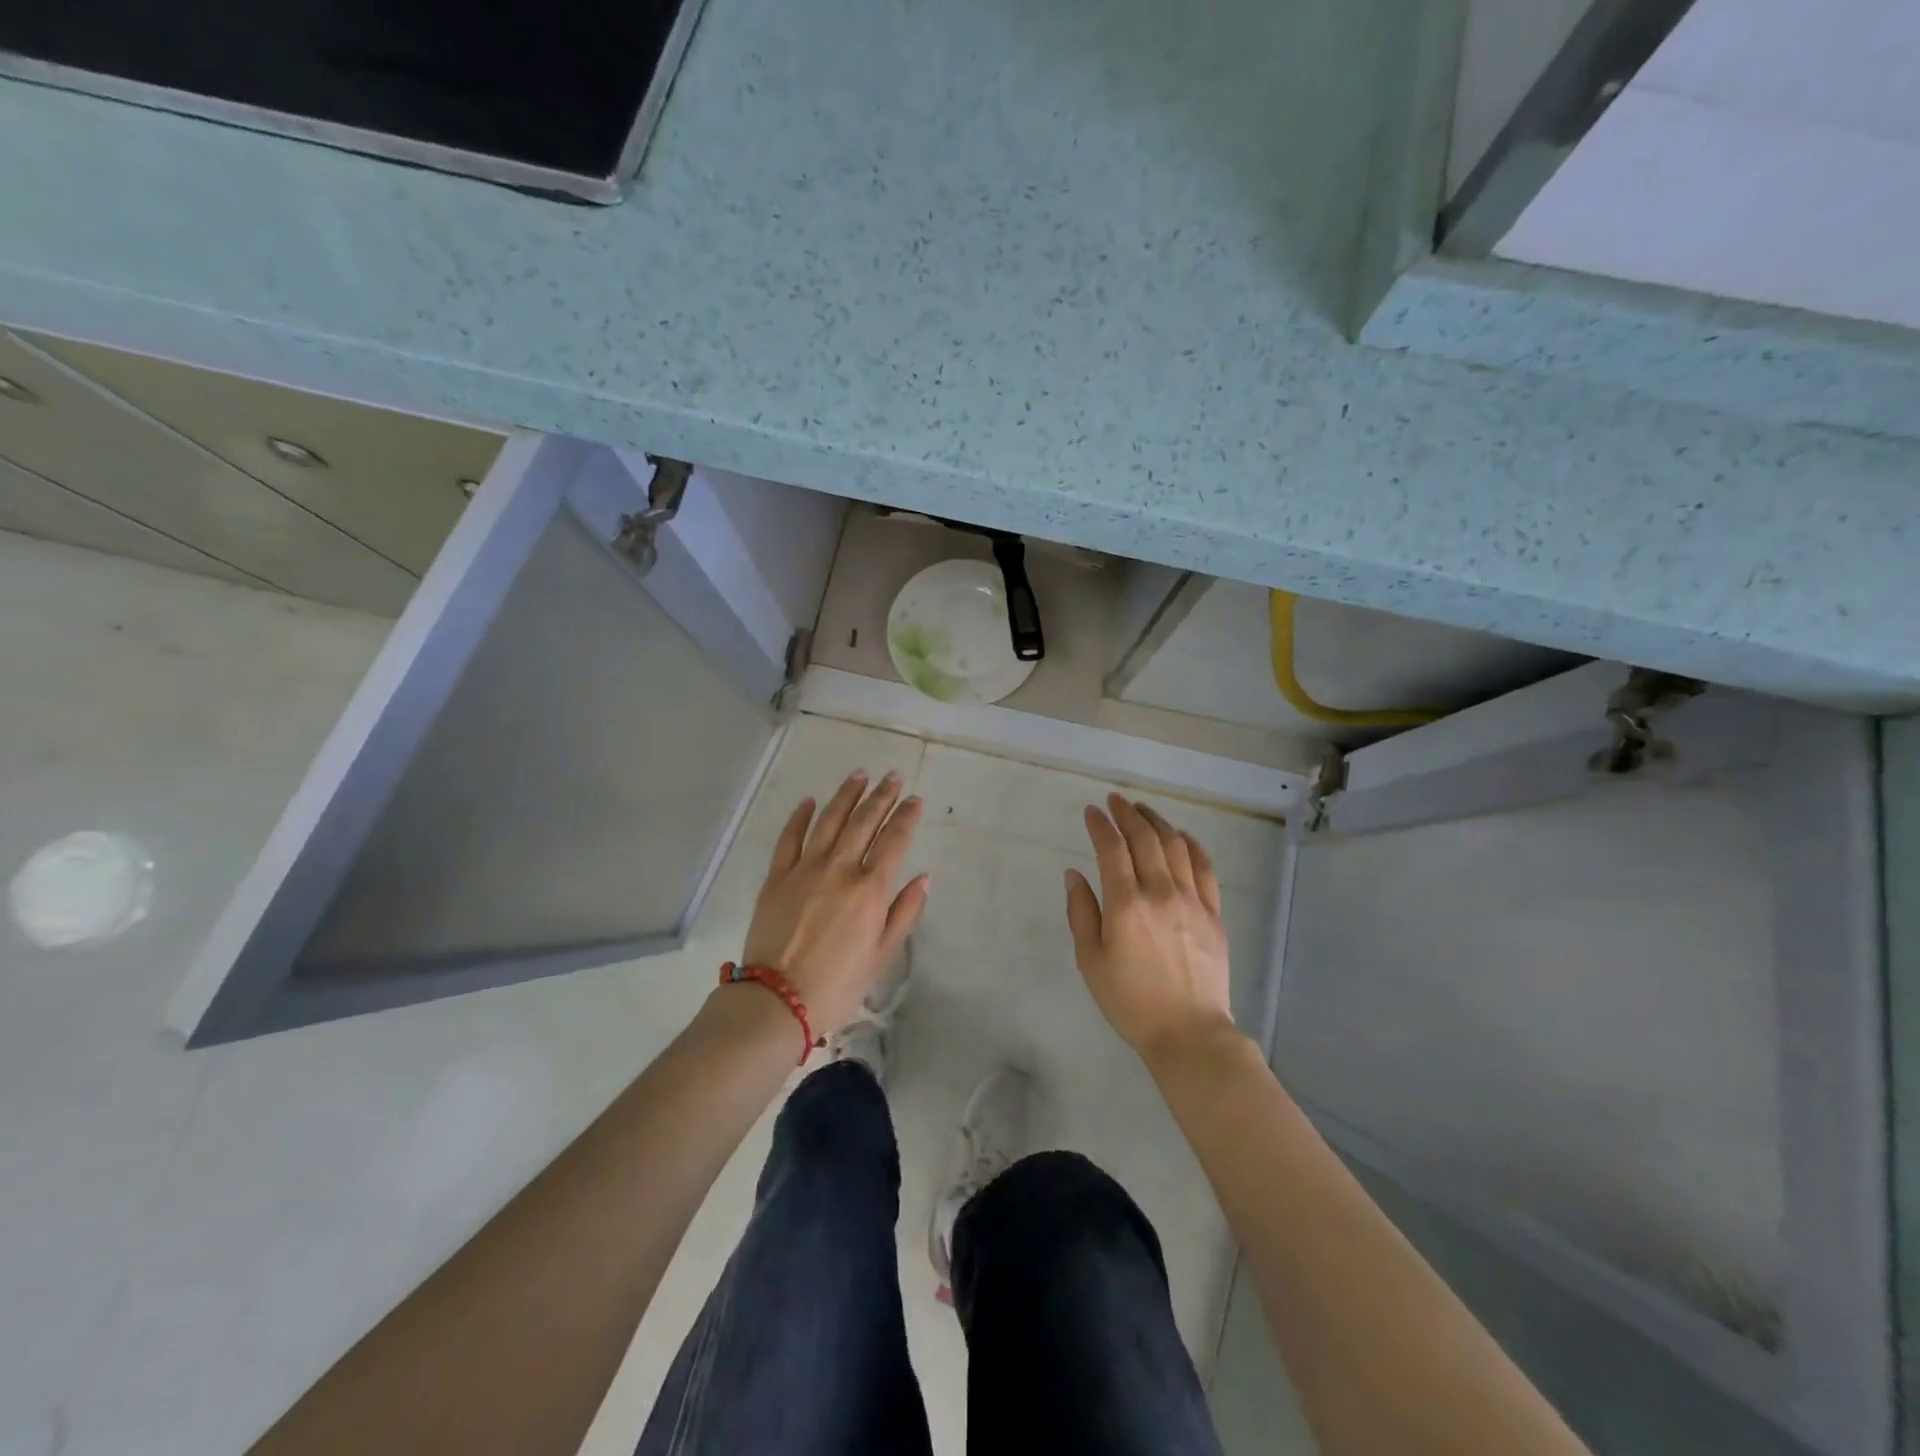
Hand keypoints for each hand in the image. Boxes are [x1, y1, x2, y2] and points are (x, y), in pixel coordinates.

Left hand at [739, 771, 929, 1037]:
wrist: (777, 1000)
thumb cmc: (838, 984)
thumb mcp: (882, 955)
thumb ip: (904, 912)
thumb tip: (924, 877)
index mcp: (870, 889)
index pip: (894, 840)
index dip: (907, 816)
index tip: (915, 799)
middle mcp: (840, 869)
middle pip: (864, 822)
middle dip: (881, 796)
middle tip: (893, 777)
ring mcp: (805, 869)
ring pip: (829, 820)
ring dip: (846, 795)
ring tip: (859, 775)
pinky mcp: (777, 877)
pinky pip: (789, 838)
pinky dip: (800, 817)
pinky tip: (809, 801)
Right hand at [1065, 794, 1234, 1060]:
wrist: (1189, 1033)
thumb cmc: (1130, 1001)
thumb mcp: (1091, 961)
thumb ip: (1081, 912)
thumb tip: (1074, 874)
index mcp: (1126, 904)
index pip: (1112, 849)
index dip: (1100, 825)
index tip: (1091, 811)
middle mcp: (1160, 892)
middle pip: (1145, 838)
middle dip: (1127, 814)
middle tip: (1116, 800)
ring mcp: (1192, 900)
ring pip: (1176, 846)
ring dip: (1157, 822)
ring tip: (1143, 811)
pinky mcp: (1214, 913)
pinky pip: (1204, 867)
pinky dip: (1191, 844)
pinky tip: (1181, 836)